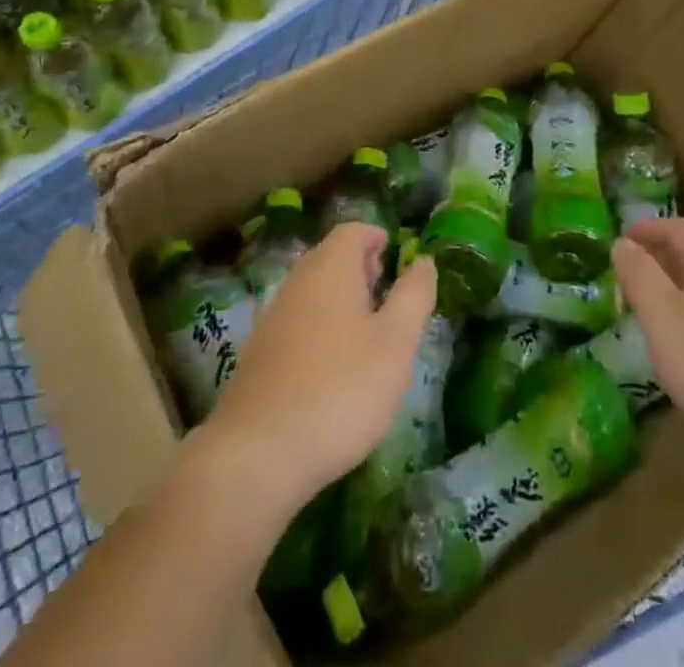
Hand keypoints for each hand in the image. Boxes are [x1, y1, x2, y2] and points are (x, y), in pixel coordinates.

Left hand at [197, 223, 436, 520]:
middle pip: (329, 256)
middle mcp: (298, 281)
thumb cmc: (341, 388)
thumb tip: (424, 261)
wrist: (259, 452)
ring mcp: (273, 316)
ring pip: (312, 289)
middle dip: (359, 266)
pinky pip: (297, 320)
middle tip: (386, 291)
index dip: (376, 237)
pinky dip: (319, 325)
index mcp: (331, 268)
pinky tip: (333, 364)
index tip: (397, 257)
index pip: (352, 230)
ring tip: (366, 330)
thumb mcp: (396, 343)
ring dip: (339, 298)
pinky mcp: (259, 353)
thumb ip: (414, 296)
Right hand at [612, 218, 683, 478]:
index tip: (620, 239)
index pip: (680, 229)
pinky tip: (673, 344)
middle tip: (624, 272)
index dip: (648, 227)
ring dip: (669, 286)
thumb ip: (640, 275)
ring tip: (642, 306)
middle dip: (656, 256)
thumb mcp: (663, 316)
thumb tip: (622, 243)